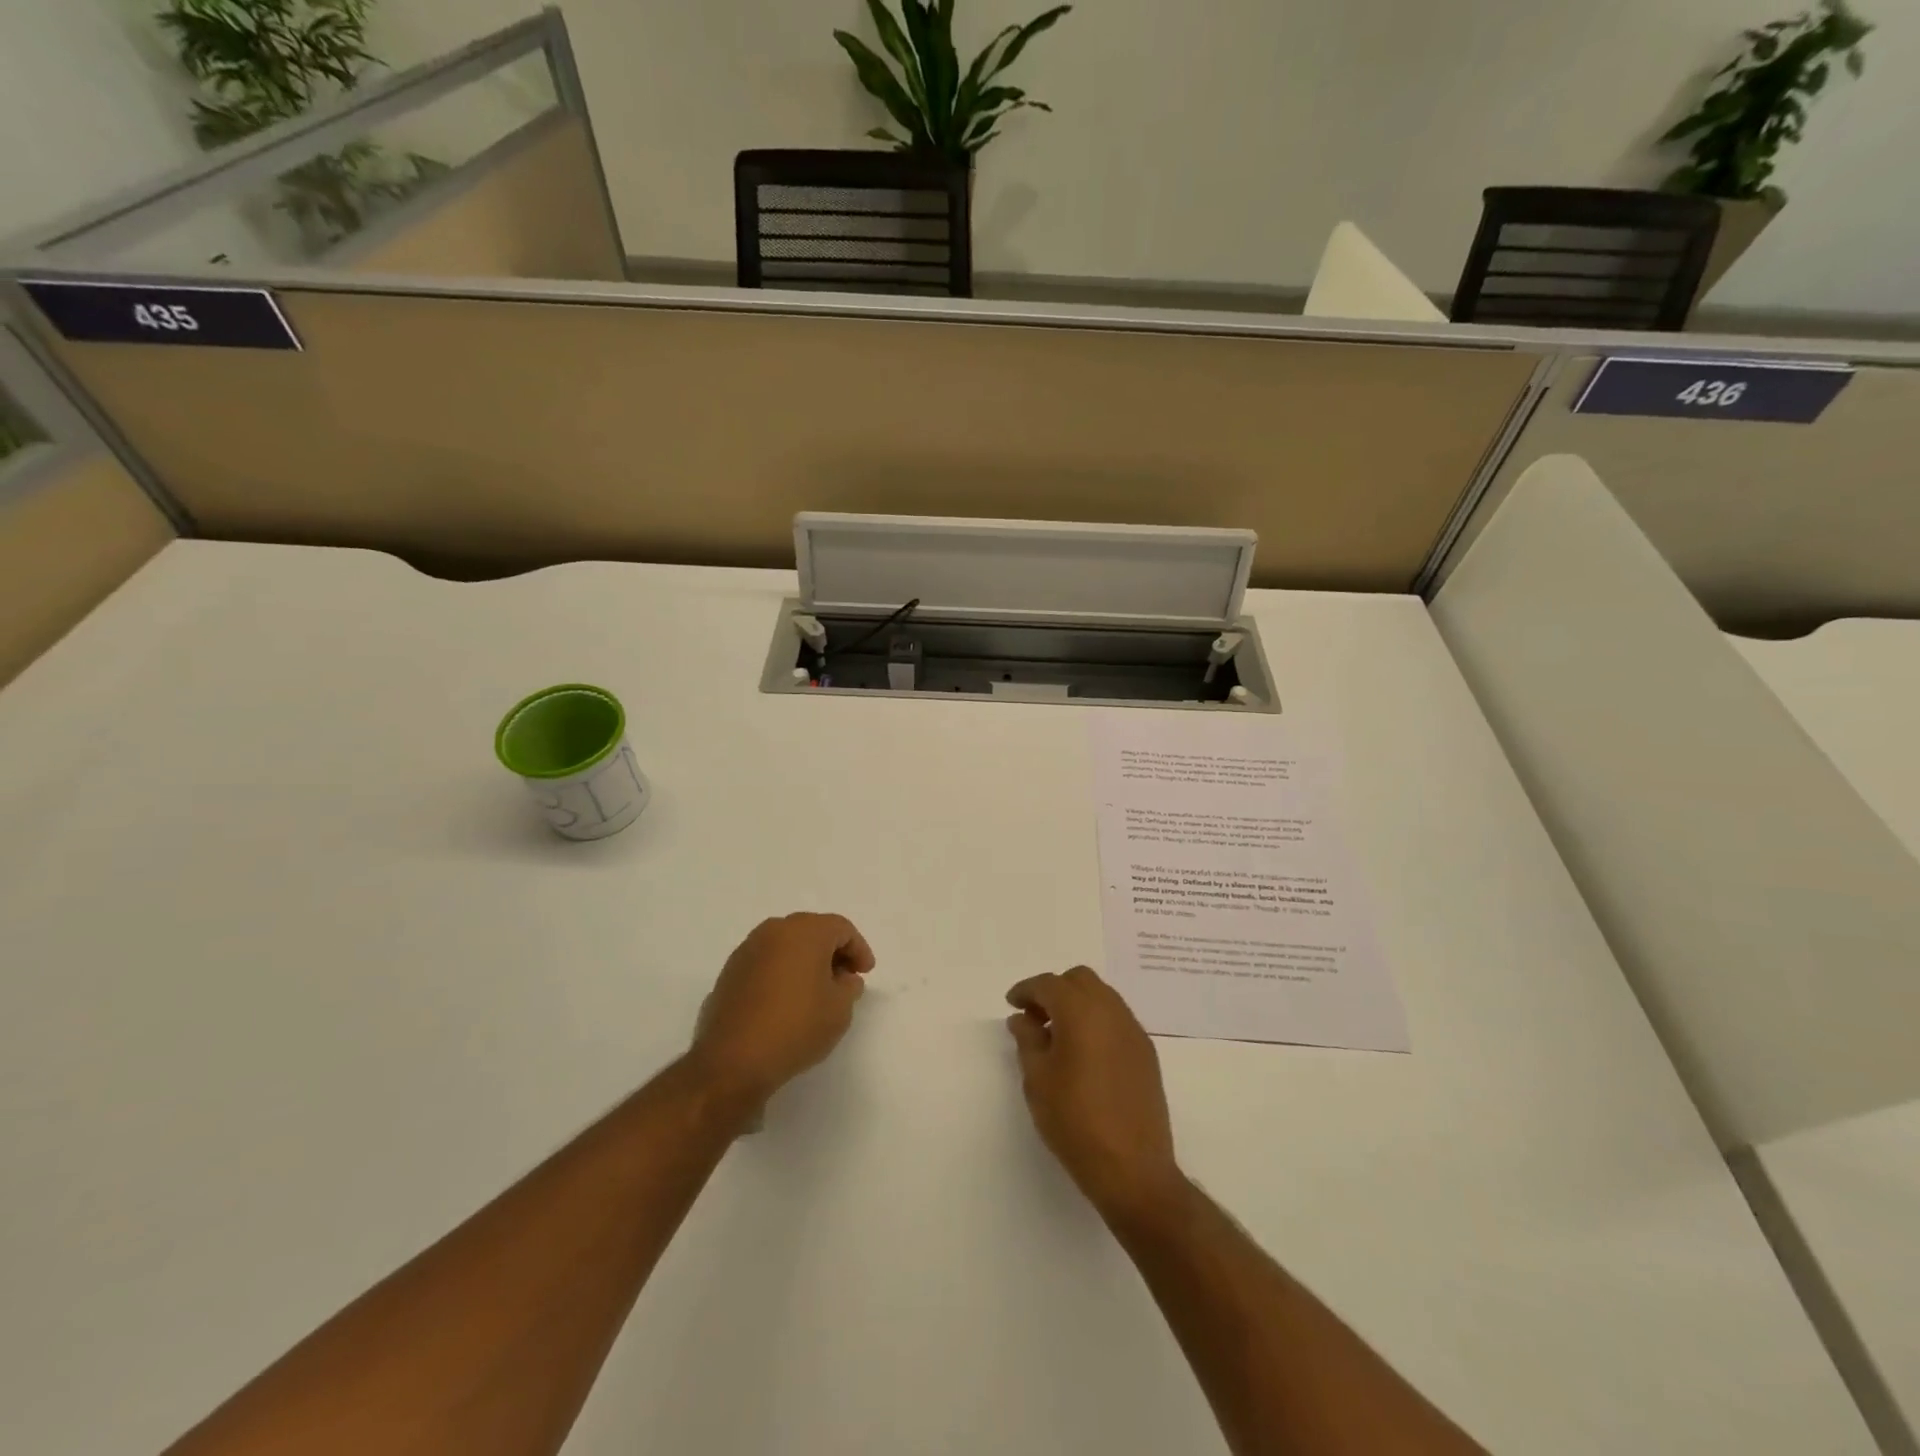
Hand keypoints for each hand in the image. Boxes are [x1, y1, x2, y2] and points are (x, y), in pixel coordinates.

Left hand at [690, 913, 874, 1106]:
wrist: (733, 1060)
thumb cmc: (796, 1027)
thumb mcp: (839, 1009)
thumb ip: (849, 986)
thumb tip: (843, 978)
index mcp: (804, 931)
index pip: (841, 928)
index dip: (858, 949)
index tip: (865, 973)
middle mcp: (774, 931)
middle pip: (812, 931)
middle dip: (832, 952)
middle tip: (844, 979)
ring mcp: (747, 950)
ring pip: (786, 945)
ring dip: (805, 961)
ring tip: (816, 991)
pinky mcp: (729, 973)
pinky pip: (766, 962)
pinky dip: (782, 972)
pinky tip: (787, 1001)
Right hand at [1006, 967, 1183, 1224]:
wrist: (1132, 1169)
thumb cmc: (1075, 1121)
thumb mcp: (1038, 1080)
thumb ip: (1028, 1040)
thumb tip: (1023, 1018)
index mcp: (1081, 1012)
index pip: (1049, 984)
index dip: (1026, 990)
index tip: (1012, 1004)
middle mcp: (1111, 1011)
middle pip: (1079, 980)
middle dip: (1054, 990)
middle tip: (1035, 1017)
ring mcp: (1133, 1030)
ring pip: (1102, 995)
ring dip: (1077, 1003)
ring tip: (1057, 1035)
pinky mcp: (1146, 1052)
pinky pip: (1117, 1018)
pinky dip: (1096, 1020)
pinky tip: (1084, 1051)